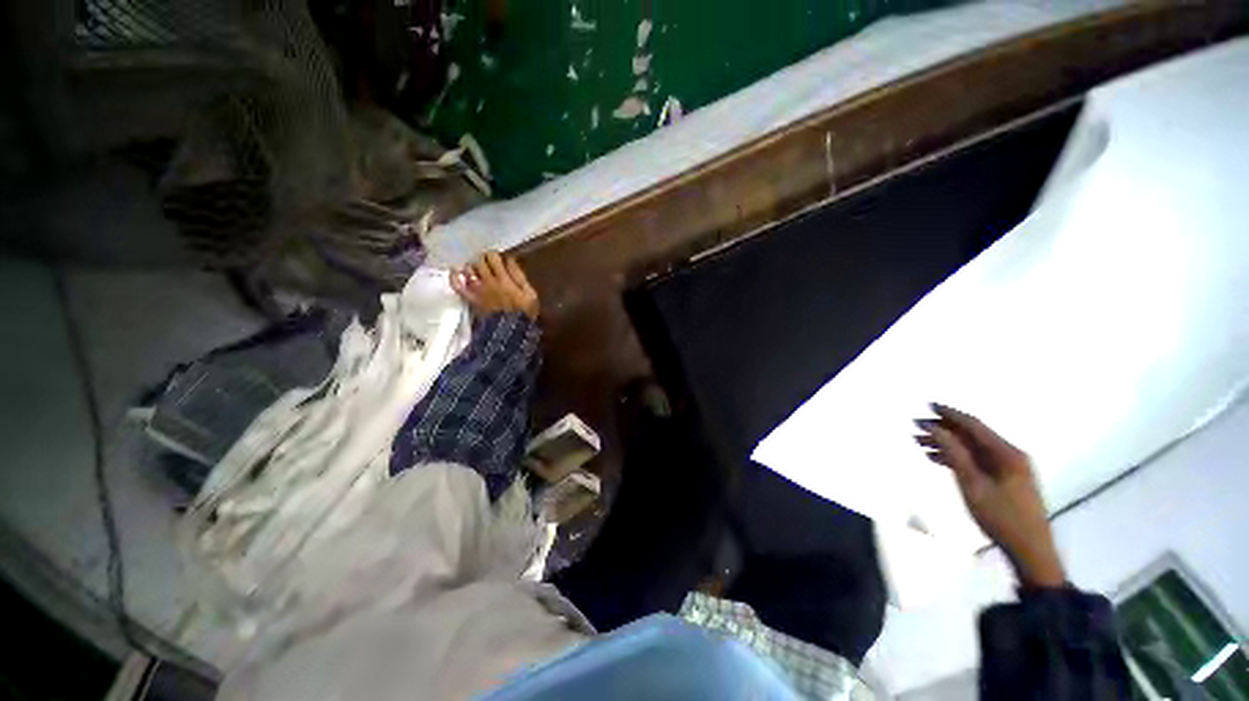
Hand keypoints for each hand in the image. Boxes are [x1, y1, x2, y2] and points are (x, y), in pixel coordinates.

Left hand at [451, 251, 539, 320]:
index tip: (498, 258)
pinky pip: (457, 285)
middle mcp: (488, 281)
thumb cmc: (524, 312)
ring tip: (475, 268)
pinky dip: (454, 277)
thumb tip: (510, 260)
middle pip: (479, 261)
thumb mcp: (530, 294)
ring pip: (468, 270)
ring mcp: (477, 290)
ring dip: (471, 266)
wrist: (511, 331)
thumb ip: (519, 276)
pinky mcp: (471, 299)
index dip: (494, 254)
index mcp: (504, 279)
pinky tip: (455, 271)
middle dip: (482, 258)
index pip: (494, 257)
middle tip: (486, 262)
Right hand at [915, 403, 1065, 587]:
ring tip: (920, 443)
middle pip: (972, 435)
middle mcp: (1009, 454)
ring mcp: (1009, 467)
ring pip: (972, 448)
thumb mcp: (972, 484)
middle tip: (916, 427)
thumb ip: (953, 453)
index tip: (927, 405)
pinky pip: (977, 460)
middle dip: (943, 429)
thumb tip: (934, 428)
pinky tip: (937, 458)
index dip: (949, 414)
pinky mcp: (1006, 478)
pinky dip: (957, 457)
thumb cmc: (1000, 517)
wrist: (1030, 550)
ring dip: (947, 444)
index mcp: (1006, 453)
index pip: (973, 425)